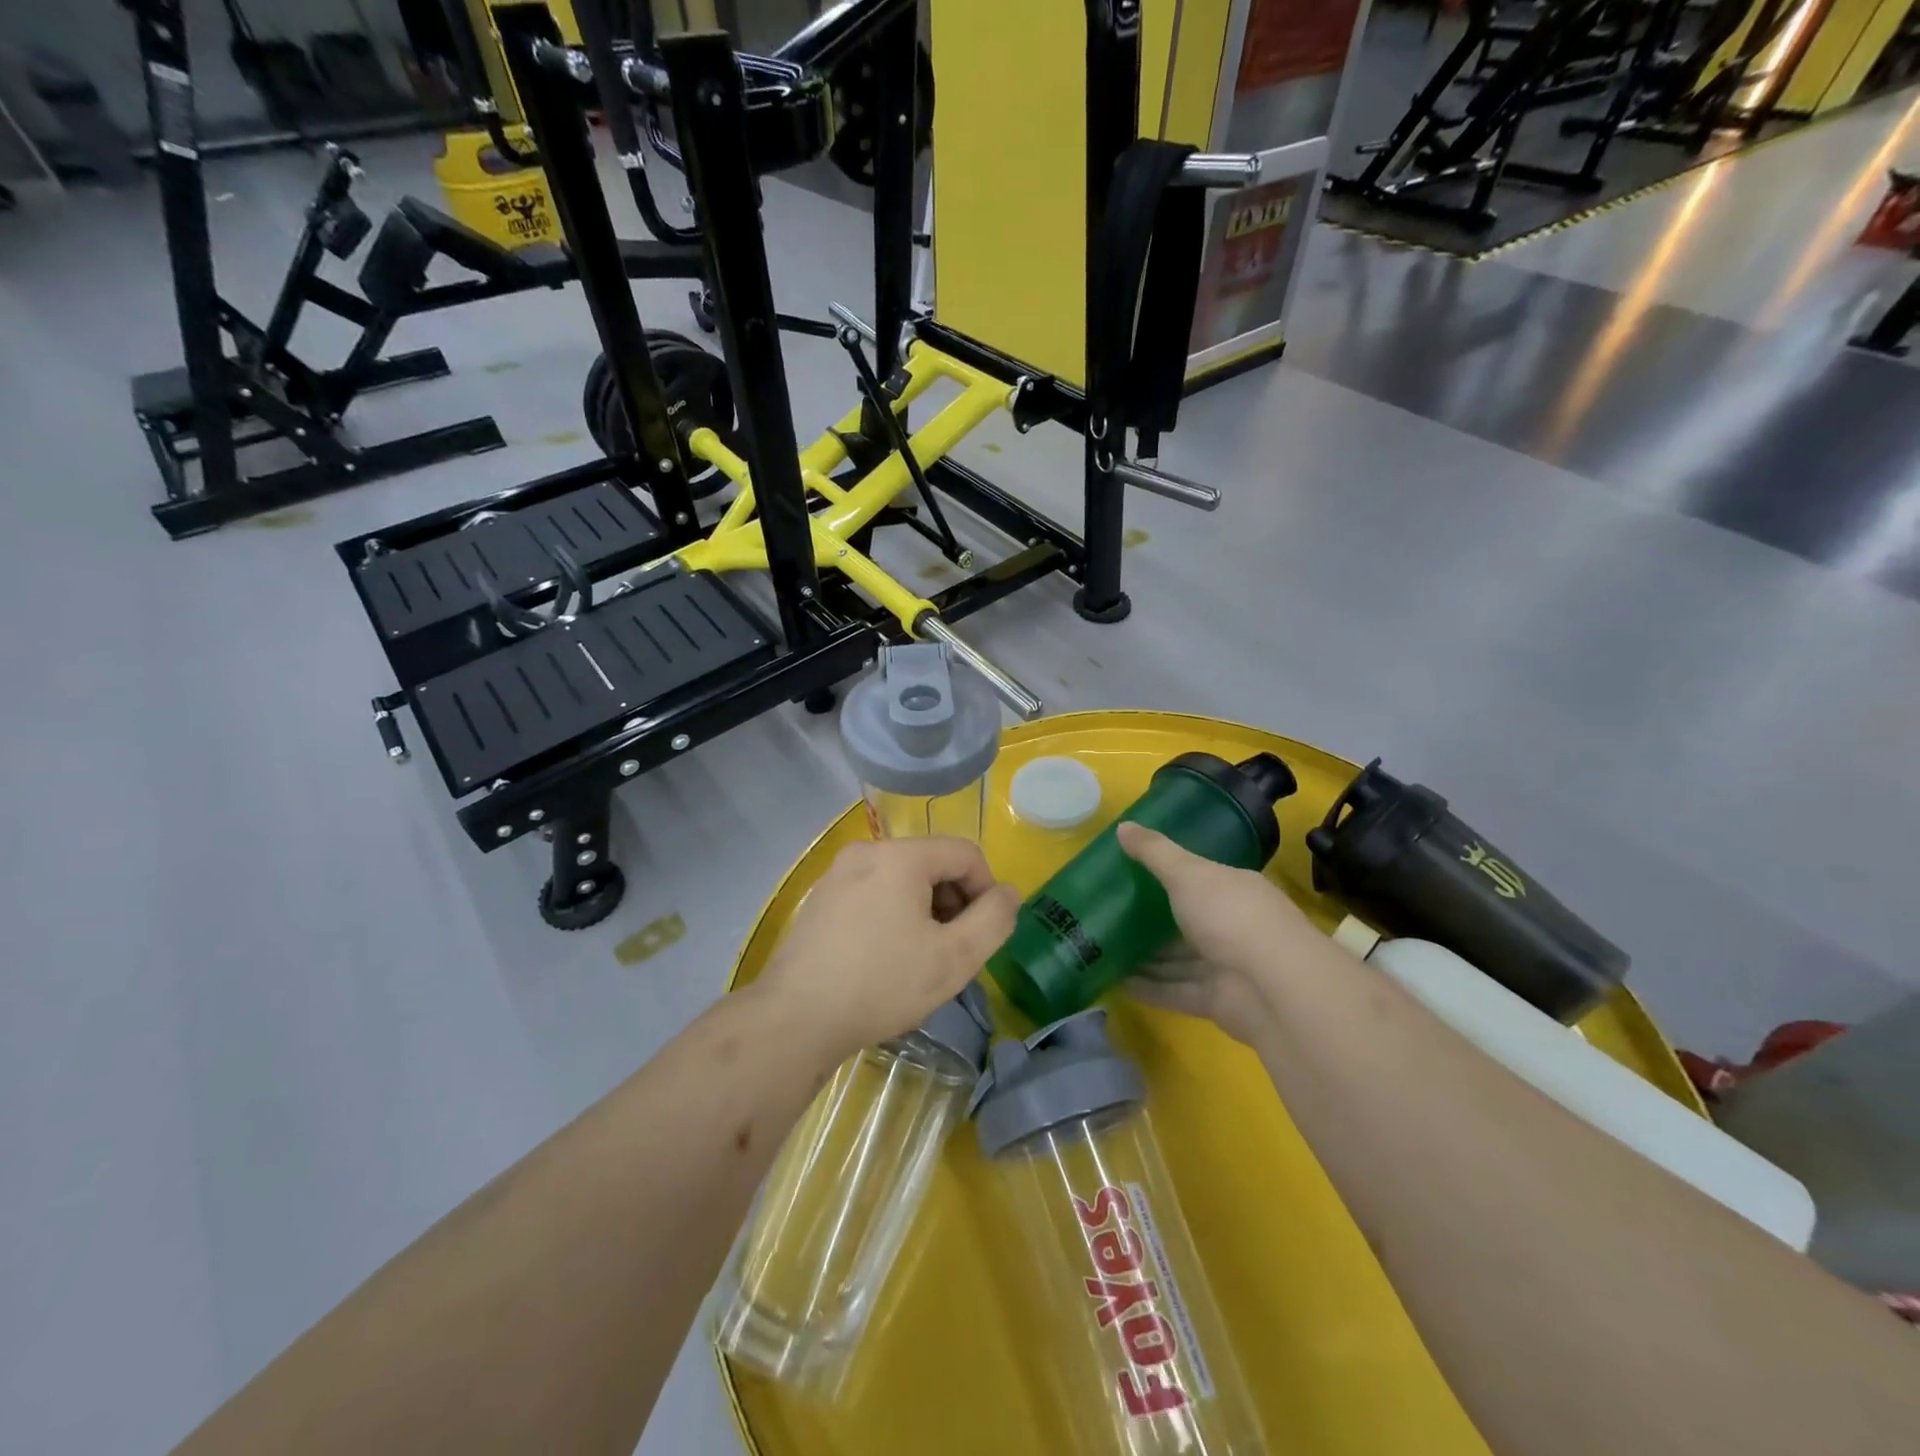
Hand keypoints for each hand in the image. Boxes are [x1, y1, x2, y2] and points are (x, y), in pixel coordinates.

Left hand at [758, 836, 1019, 1062]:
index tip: (984, 933)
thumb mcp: (953, 958)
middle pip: (932, 863)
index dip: (987, 889)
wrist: (794, 1020)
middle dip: (954, 901)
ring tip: (922, 958)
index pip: (964, 853)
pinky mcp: (820, 899)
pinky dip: (893, 915)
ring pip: (901, 879)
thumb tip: (1008, 894)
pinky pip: (873, 893)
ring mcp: (837, 874)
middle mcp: (866, 852)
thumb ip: (994, 920)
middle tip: (955, 950)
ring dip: (925, 910)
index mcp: (900, 856)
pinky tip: (887, 958)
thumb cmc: (881, 984)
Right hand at [1117, 822, 1316, 1043]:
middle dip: (1153, 921)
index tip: (1133, 873)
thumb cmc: (1231, 915)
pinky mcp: (1218, 1002)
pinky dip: (1150, 989)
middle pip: (1188, 921)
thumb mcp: (1187, 873)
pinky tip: (1116, 983)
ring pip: (1180, 960)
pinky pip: (1177, 991)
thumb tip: (1122, 826)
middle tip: (1109, 914)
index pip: (1200, 878)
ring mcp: (1227, 966)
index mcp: (1234, 889)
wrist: (1275, 987)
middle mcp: (1233, 926)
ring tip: (1104, 950)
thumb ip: (1154, 853)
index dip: (1169, 875)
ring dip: (1147, 958)